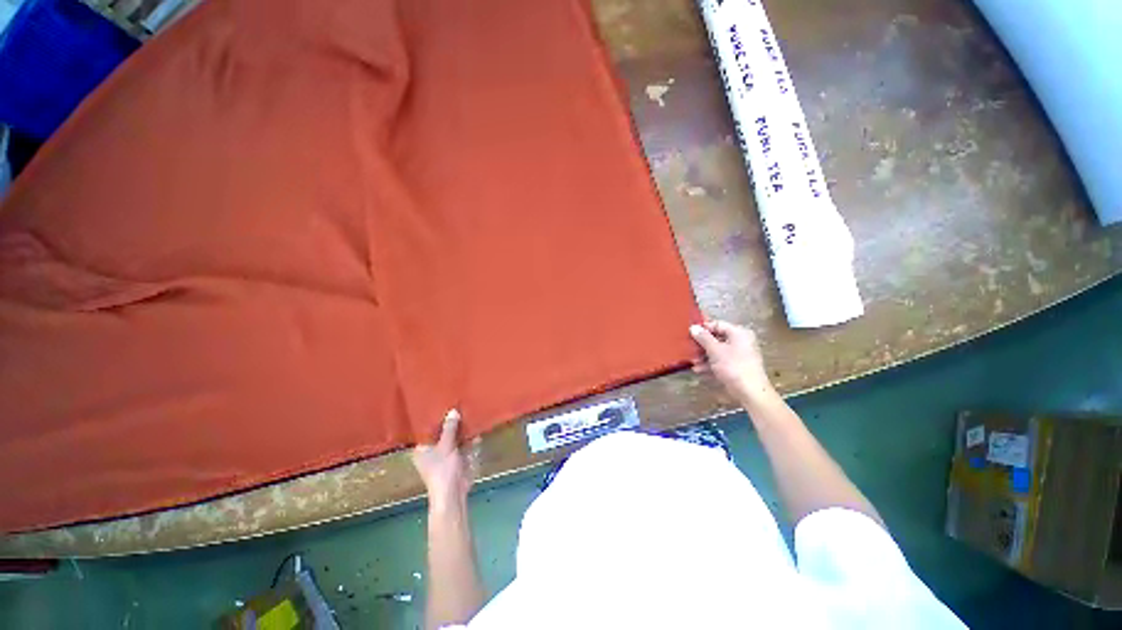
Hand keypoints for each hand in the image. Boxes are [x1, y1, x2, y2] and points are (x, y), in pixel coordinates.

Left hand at [412, 409, 473, 510]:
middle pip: (441, 433)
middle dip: (451, 423)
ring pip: (453, 438)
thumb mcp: (446, 446)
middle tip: (458, 405)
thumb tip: (453, 411)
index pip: (426, 429)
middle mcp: (432, 451)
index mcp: (422, 448)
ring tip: (468, 412)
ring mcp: (445, 455)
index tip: (442, 404)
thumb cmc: (442, 470)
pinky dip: (468, 439)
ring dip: (461, 429)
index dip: (435, 418)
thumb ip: (450, 428)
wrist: (453, 493)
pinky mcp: (457, 459)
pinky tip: (476, 428)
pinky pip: (462, 445)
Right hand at [689, 320, 776, 405]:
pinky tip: (698, 369)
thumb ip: (703, 338)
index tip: (689, 333)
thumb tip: (693, 327)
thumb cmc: (733, 366)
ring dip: (704, 355)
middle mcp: (741, 342)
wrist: (750, 392)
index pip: (717, 324)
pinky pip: (720, 361)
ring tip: (692, 361)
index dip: (703, 328)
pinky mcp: (737, 367)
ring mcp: (739, 355)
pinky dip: (710, 364)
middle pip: (717, 338)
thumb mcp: (715, 350)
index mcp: (739, 333)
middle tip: (689, 348)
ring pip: (717, 351)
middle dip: (702, 344)